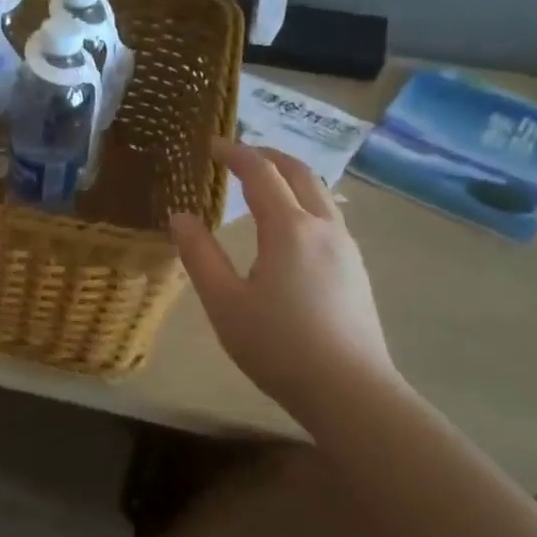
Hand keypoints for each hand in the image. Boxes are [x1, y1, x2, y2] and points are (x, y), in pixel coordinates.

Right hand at [171, 140, 398, 415]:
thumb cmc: (278, 346)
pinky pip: (328, 216)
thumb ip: (199, 255)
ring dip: (289, 177)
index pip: (260, 173)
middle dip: (267, 155)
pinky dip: (303, 201)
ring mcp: (346, 248)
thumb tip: (180, 217)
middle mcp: (324, 227)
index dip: (235, 153)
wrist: (350, 392)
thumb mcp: (224, 302)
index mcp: (289, 229)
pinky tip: (290, 226)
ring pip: (319, 194)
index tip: (212, 145)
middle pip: (299, 172)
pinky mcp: (356, 270)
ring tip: (261, 184)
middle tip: (238, 154)